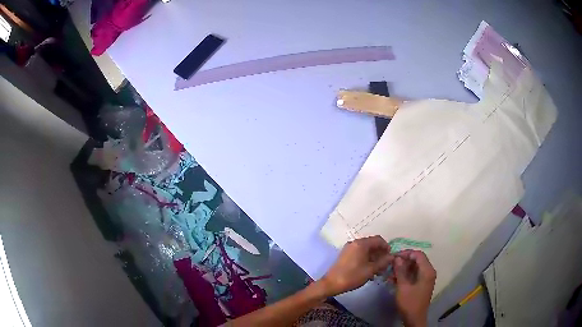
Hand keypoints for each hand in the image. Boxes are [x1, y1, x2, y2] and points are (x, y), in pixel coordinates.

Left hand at [321, 235, 392, 295]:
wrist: (331, 284)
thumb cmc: (352, 276)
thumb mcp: (370, 270)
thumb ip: (383, 262)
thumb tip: (392, 257)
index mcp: (361, 244)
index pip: (378, 239)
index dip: (386, 247)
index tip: (390, 257)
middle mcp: (354, 243)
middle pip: (372, 244)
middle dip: (380, 254)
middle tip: (385, 265)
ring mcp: (349, 249)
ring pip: (366, 250)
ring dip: (374, 258)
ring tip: (378, 270)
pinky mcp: (345, 255)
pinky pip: (359, 254)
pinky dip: (366, 260)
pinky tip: (369, 271)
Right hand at [391, 250, 435, 326]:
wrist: (414, 318)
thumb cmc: (409, 302)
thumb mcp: (403, 286)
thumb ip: (400, 271)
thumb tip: (397, 258)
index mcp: (427, 271)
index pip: (418, 255)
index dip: (406, 253)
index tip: (393, 256)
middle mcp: (429, 272)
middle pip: (417, 260)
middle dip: (403, 261)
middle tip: (390, 264)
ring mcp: (426, 278)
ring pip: (414, 267)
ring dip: (402, 269)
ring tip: (389, 273)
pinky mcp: (421, 284)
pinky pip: (413, 274)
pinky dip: (405, 275)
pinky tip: (393, 279)